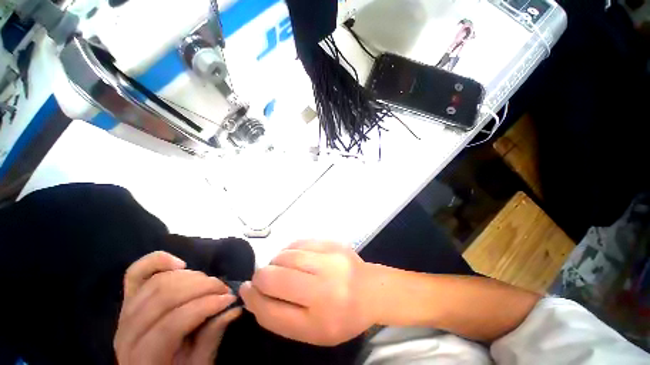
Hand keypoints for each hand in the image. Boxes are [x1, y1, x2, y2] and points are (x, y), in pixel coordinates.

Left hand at [114, 251, 241, 364]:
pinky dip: (158, 261)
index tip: (229, 299)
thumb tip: (234, 307)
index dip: (204, 307)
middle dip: (202, 288)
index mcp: (142, 358)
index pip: (172, 324)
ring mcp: (125, 312)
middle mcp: (127, 332)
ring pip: (157, 282)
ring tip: (210, 282)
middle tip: (224, 289)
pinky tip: (180, 263)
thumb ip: (211, 337)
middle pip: (164, 297)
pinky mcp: (128, 298)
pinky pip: (136, 272)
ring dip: (191, 276)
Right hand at [240, 241, 373, 345]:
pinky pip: (298, 242)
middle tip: (267, 280)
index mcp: (319, 317)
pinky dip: (290, 251)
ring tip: (285, 269)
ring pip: (285, 255)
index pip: (271, 309)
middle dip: (262, 277)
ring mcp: (330, 258)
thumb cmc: (340, 316)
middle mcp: (325, 285)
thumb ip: (278, 316)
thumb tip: (252, 292)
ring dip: (276, 262)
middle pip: (274, 276)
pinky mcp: (332, 242)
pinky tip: (295, 258)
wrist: (369, 290)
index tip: (247, 290)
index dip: (252, 298)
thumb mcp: (309, 330)